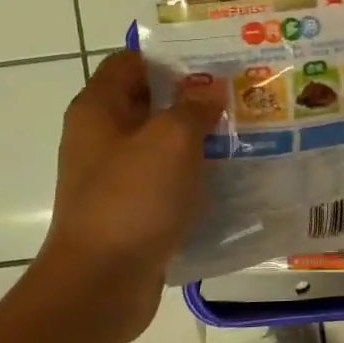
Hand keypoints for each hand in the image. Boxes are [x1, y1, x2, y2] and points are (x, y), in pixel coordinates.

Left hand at [36, 50, 223, 342]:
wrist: (100, 285)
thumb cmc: (132, 200)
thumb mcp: (171, 140)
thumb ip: (193, 106)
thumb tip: (210, 88)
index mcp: (98, 109)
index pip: (131, 62)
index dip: (171, 57)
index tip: (215, 61)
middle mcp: (100, 137)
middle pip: (149, 102)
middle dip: (193, 98)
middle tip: (241, 96)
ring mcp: (113, 177)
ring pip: (160, 143)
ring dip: (197, 139)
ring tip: (245, 133)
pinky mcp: (129, 210)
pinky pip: (165, 180)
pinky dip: (192, 176)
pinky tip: (229, 178)